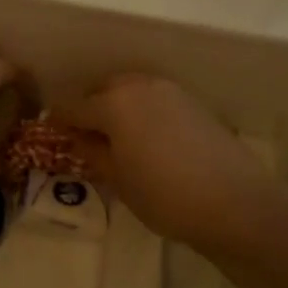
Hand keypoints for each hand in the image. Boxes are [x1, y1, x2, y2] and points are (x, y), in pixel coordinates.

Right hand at [57, 75, 276, 253]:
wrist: (236, 202)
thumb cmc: (165, 195)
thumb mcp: (119, 180)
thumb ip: (93, 152)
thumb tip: (77, 137)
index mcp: (113, 103)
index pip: (72, 106)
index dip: (58, 120)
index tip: (51, 133)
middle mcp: (138, 85)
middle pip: (101, 90)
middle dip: (89, 109)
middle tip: (85, 138)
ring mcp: (168, 89)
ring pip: (129, 90)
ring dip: (116, 107)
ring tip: (117, 138)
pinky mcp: (191, 101)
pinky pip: (153, 98)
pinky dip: (142, 110)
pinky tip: (147, 138)